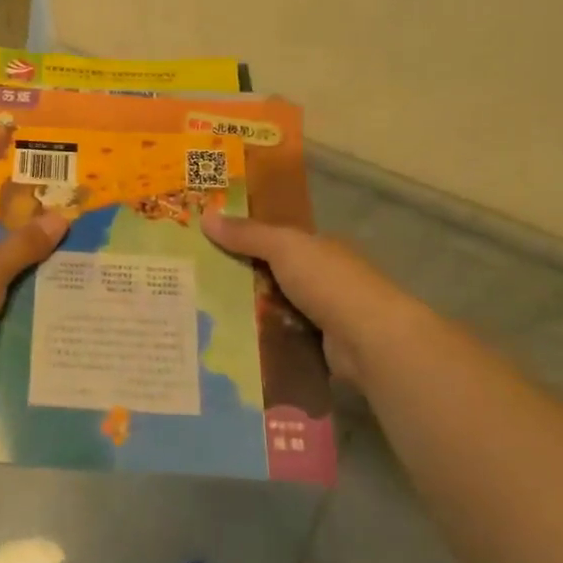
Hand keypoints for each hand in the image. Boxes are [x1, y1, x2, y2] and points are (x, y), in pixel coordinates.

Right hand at [203, 210, 422, 381]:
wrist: (370, 340)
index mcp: (318, 247)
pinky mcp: (316, 347)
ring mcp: (321, 314)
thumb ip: (247, 234)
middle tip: (193, 282)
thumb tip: (205, 215)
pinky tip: (227, 341)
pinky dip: (258, 339)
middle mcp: (321, 278)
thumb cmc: (329, 282)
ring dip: (245, 312)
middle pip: (270, 274)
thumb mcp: (284, 247)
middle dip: (237, 278)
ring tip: (201, 314)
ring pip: (272, 308)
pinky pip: (278, 337)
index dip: (243, 238)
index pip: (275, 238)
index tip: (206, 243)